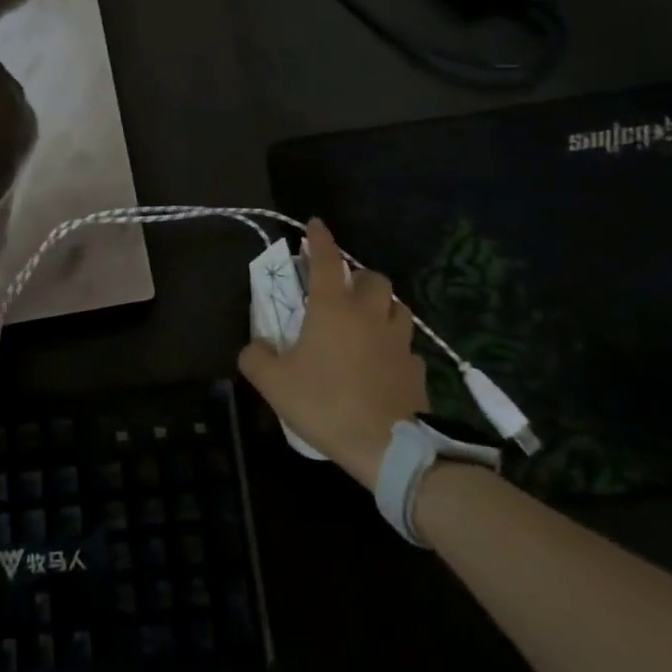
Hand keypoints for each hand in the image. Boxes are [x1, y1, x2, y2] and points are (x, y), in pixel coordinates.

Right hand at [237, 219, 428, 489]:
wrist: (386, 447)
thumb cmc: (325, 404)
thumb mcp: (274, 383)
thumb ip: (256, 357)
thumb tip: (255, 346)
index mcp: (333, 308)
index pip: (326, 259)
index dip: (319, 239)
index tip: (316, 224)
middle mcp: (369, 314)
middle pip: (372, 278)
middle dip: (358, 278)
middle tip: (343, 292)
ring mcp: (398, 341)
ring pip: (398, 307)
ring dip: (382, 307)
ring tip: (368, 322)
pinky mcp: (416, 369)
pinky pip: (407, 347)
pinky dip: (395, 347)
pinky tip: (384, 363)